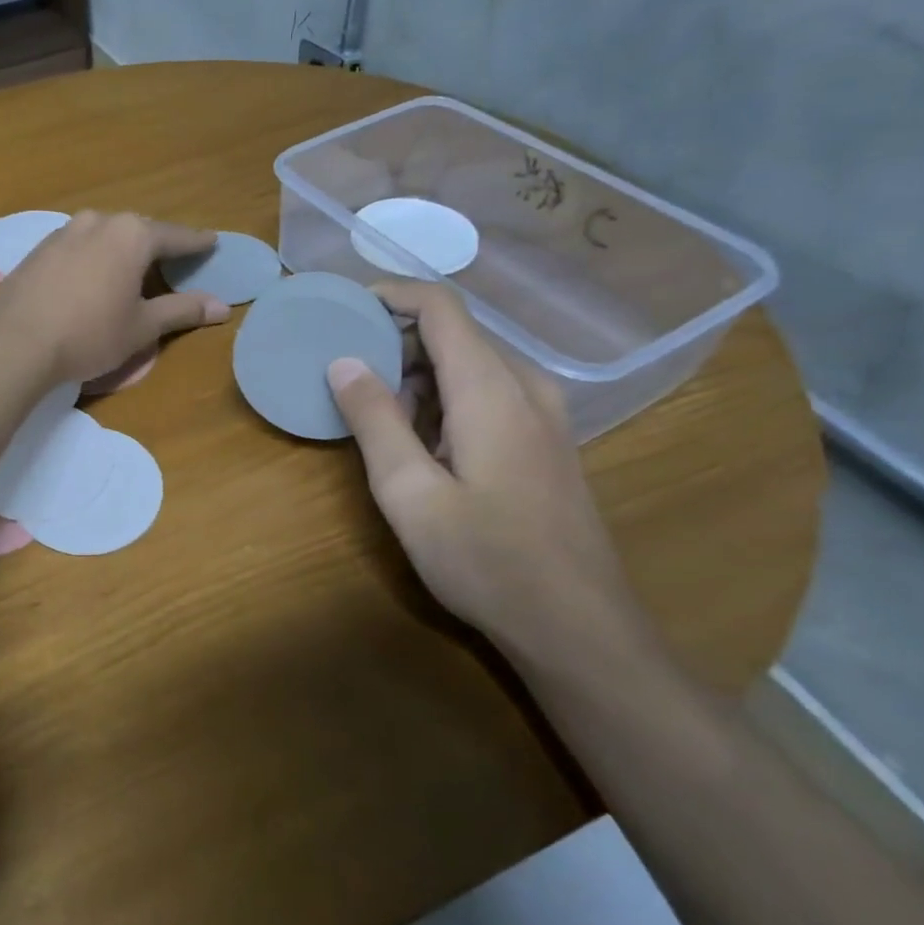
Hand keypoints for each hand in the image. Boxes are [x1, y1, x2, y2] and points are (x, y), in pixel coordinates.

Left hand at [0, 211, 230, 384]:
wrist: (14, 342)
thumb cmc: (89, 334)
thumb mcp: (142, 327)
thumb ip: (182, 310)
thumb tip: (222, 306)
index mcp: (131, 235)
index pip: (174, 236)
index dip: (196, 243)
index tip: (212, 242)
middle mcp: (98, 222)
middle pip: (138, 231)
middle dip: (157, 245)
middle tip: (174, 258)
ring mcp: (64, 232)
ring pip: (104, 235)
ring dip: (121, 249)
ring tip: (132, 267)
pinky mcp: (39, 249)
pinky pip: (78, 246)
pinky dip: (93, 257)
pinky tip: (92, 277)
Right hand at [325, 280, 633, 659]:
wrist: (580, 629)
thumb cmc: (487, 560)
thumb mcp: (410, 493)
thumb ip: (374, 420)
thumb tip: (343, 360)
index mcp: (490, 389)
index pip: (441, 307)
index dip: (390, 294)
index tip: (344, 309)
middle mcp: (524, 387)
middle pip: (455, 333)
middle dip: (395, 340)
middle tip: (345, 372)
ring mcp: (544, 415)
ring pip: (471, 364)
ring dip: (418, 374)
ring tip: (375, 414)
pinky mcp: (547, 441)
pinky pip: (488, 393)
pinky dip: (444, 398)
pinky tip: (420, 444)